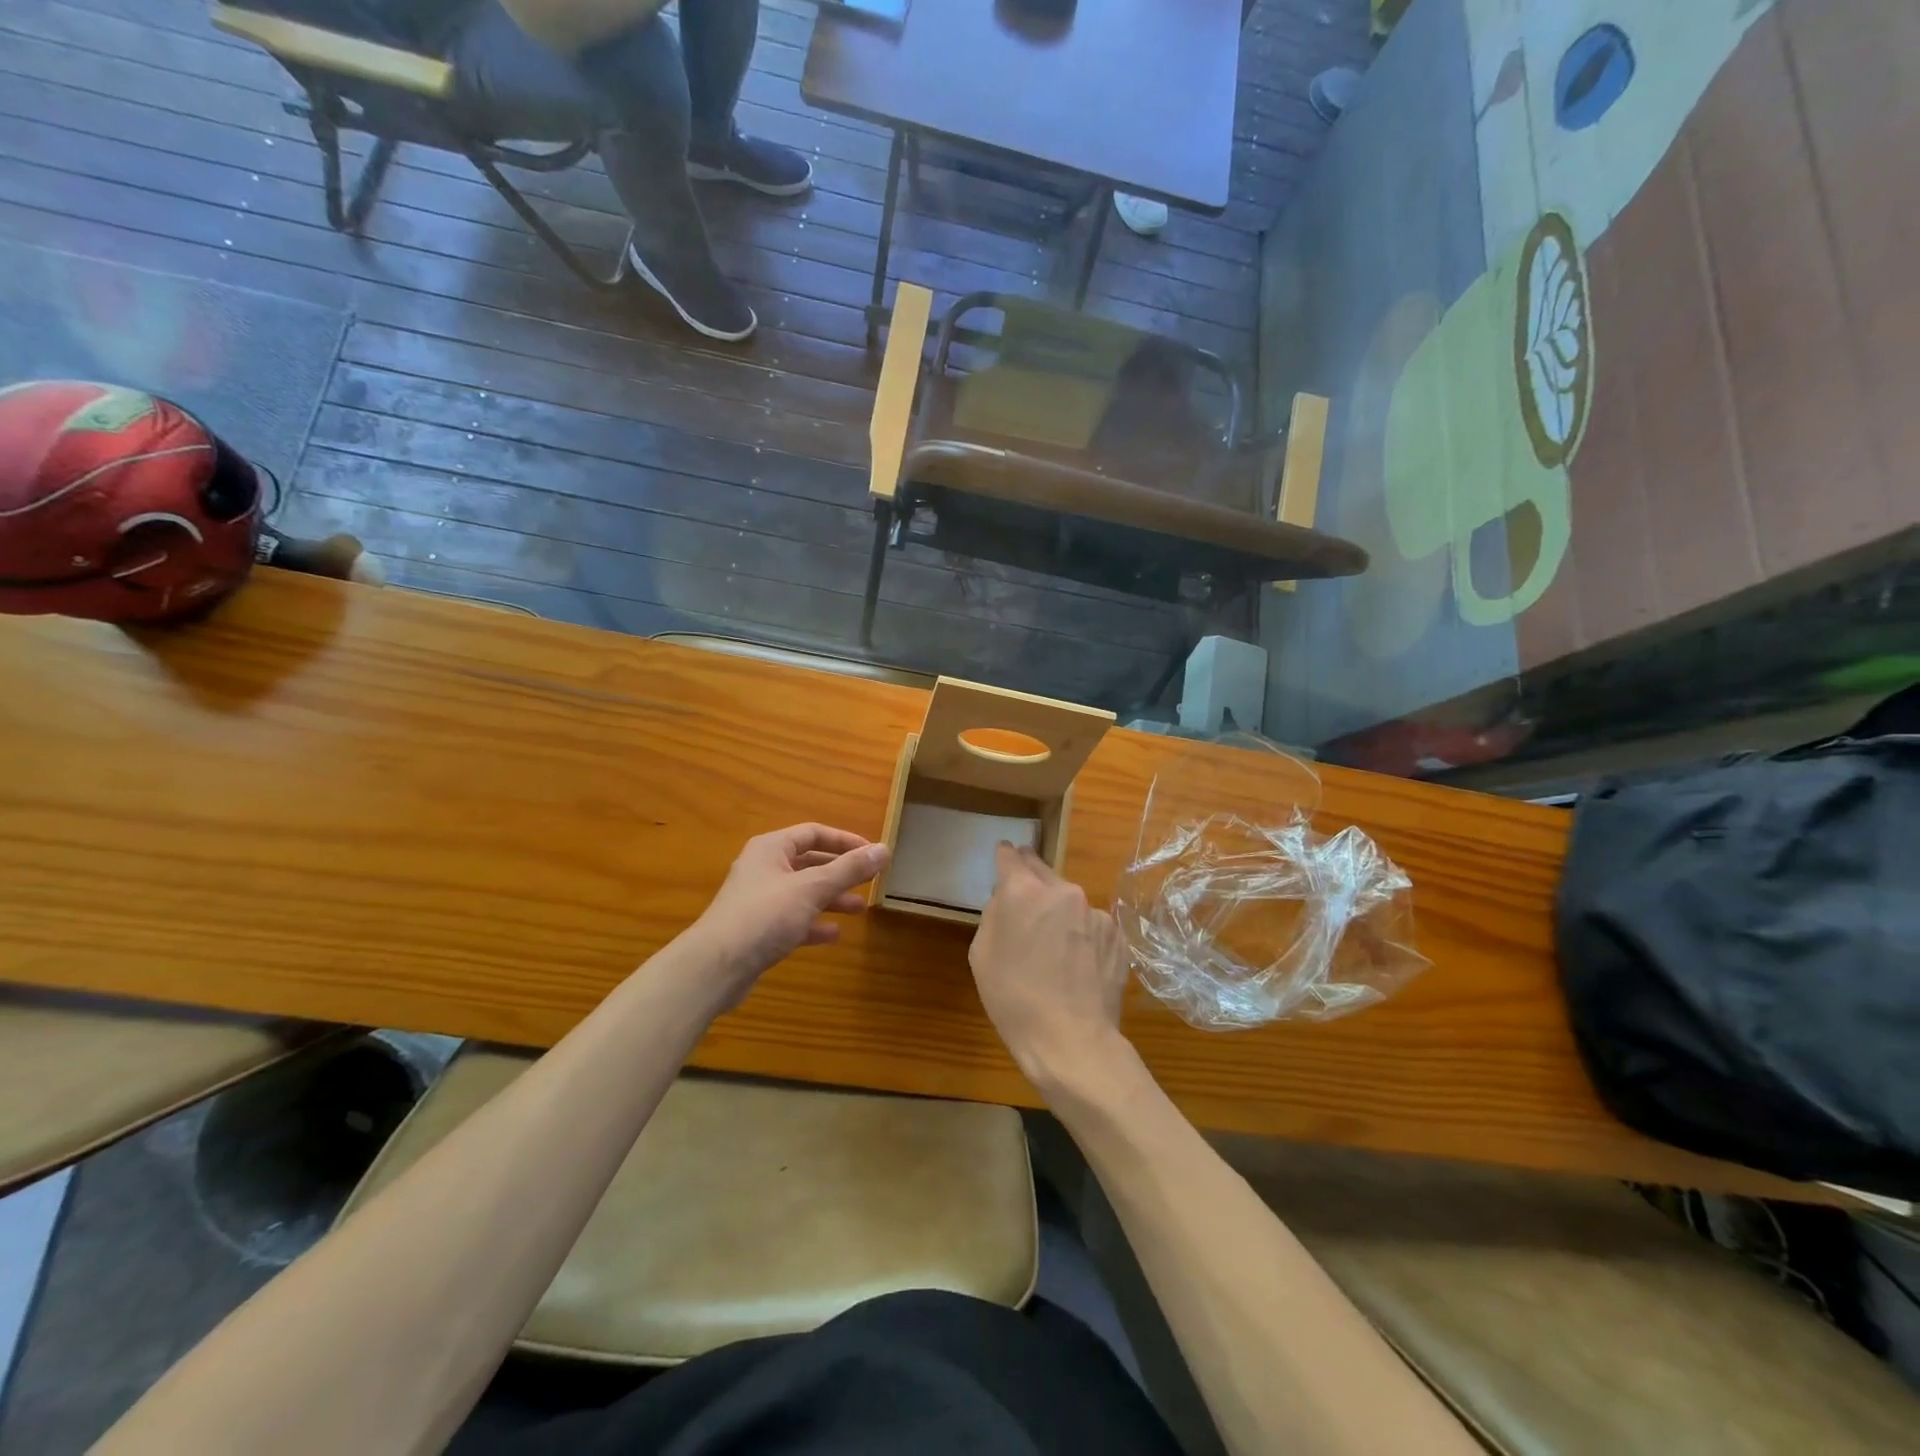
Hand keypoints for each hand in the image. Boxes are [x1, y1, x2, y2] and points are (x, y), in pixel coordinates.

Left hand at [688, 824, 888, 1003]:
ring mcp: (759, 901)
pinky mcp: (758, 930)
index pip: (813, 833)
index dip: (845, 840)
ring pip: (803, 893)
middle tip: (870, 881)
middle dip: (841, 872)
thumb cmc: (765, 916)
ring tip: (860, 909)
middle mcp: (763, 869)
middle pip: (809, 863)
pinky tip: (833, 934)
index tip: (872, 853)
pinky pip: (792, 920)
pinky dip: (814, 923)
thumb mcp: (812, 888)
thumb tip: (884, 849)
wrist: (716, 967)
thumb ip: (849, 869)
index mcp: (771, 848)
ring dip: (831, 898)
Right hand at [970, 843, 1130, 1093]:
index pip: (1010, 857)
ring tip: (1053, 946)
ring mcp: (1094, 911)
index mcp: (1023, 891)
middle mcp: (1062, 891)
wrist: (1071, 1040)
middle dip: (1030, 880)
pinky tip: (1077, 963)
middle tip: (1024, 898)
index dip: (1004, 856)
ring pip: (1069, 900)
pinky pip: (1090, 923)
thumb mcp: (982, 954)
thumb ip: (995, 913)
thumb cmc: (1014, 999)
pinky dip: (1081, 933)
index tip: (1004, 855)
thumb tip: (1007, 898)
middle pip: (1042, 871)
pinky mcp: (1116, 934)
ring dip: (1059, 911)